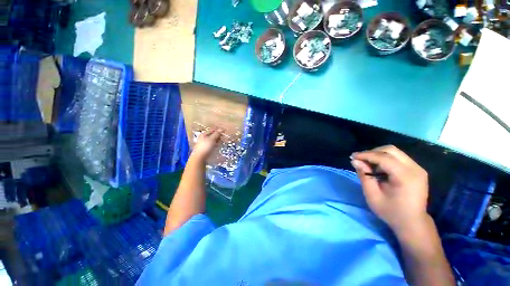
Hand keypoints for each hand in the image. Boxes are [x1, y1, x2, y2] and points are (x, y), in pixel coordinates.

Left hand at [192, 128, 222, 159]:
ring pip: (213, 140)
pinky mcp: (206, 148)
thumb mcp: (212, 139)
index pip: (212, 130)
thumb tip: (221, 129)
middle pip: (212, 135)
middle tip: (224, 136)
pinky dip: (216, 144)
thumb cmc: (205, 147)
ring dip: (218, 140)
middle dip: (218, 135)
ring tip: (222, 141)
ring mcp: (205, 143)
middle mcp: (204, 138)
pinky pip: (212, 145)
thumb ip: (217, 134)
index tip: (224, 131)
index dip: (218, 130)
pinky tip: (218, 146)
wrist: (199, 158)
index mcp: (204, 134)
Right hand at [351, 145, 428, 234]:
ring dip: (378, 155)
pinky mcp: (417, 170)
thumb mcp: (373, 196)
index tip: (352, 156)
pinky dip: (385, 159)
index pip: (383, 158)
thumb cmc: (391, 212)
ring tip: (367, 163)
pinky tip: (378, 167)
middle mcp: (415, 169)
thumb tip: (355, 161)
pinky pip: (398, 157)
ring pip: (394, 152)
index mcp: (405, 177)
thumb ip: (364, 176)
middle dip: (372, 152)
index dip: (366, 155)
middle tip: (360, 159)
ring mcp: (418, 168)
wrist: (413, 223)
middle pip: (391, 150)